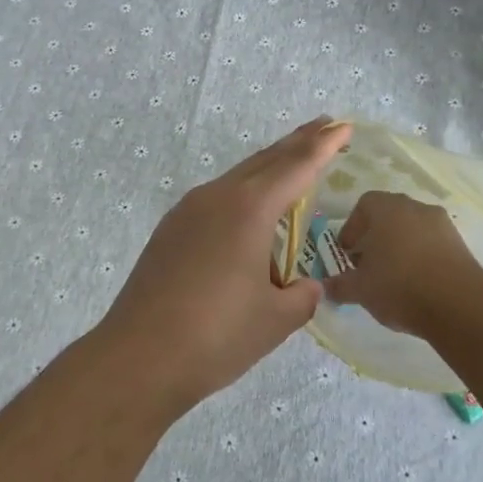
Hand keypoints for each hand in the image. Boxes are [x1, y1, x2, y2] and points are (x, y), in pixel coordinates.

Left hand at [99, 117, 353, 411]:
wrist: (139, 356)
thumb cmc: (217, 335)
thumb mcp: (275, 319)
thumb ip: (302, 296)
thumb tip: (306, 286)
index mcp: (249, 209)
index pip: (297, 167)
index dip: (323, 146)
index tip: (343, 125)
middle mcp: (217, 198)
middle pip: (265, 160)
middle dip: (297, 142)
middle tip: (324, 125)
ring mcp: (187, 211)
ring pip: (237, 176)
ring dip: (268, 165)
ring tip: (290, 160)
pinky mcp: (170, 231)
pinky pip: (216, 198)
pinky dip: (242, 191)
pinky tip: (246, 209)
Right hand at [323, 191, 482, 336]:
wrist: (459, 305)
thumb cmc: (399, 286)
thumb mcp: (360, 289)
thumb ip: (339, 285)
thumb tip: (325, 287)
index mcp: (387, 208)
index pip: (364, 205)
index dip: (352, 227)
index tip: (348, 252)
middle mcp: (415, 207)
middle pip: (389, 215)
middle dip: (376, 237)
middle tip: (368, 264)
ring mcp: (442, 224)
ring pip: (413, 229)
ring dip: (400, 247)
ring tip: (393, 277)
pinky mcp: (461, 244)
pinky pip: (433, 244)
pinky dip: (422, 257)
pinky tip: (418, 284)